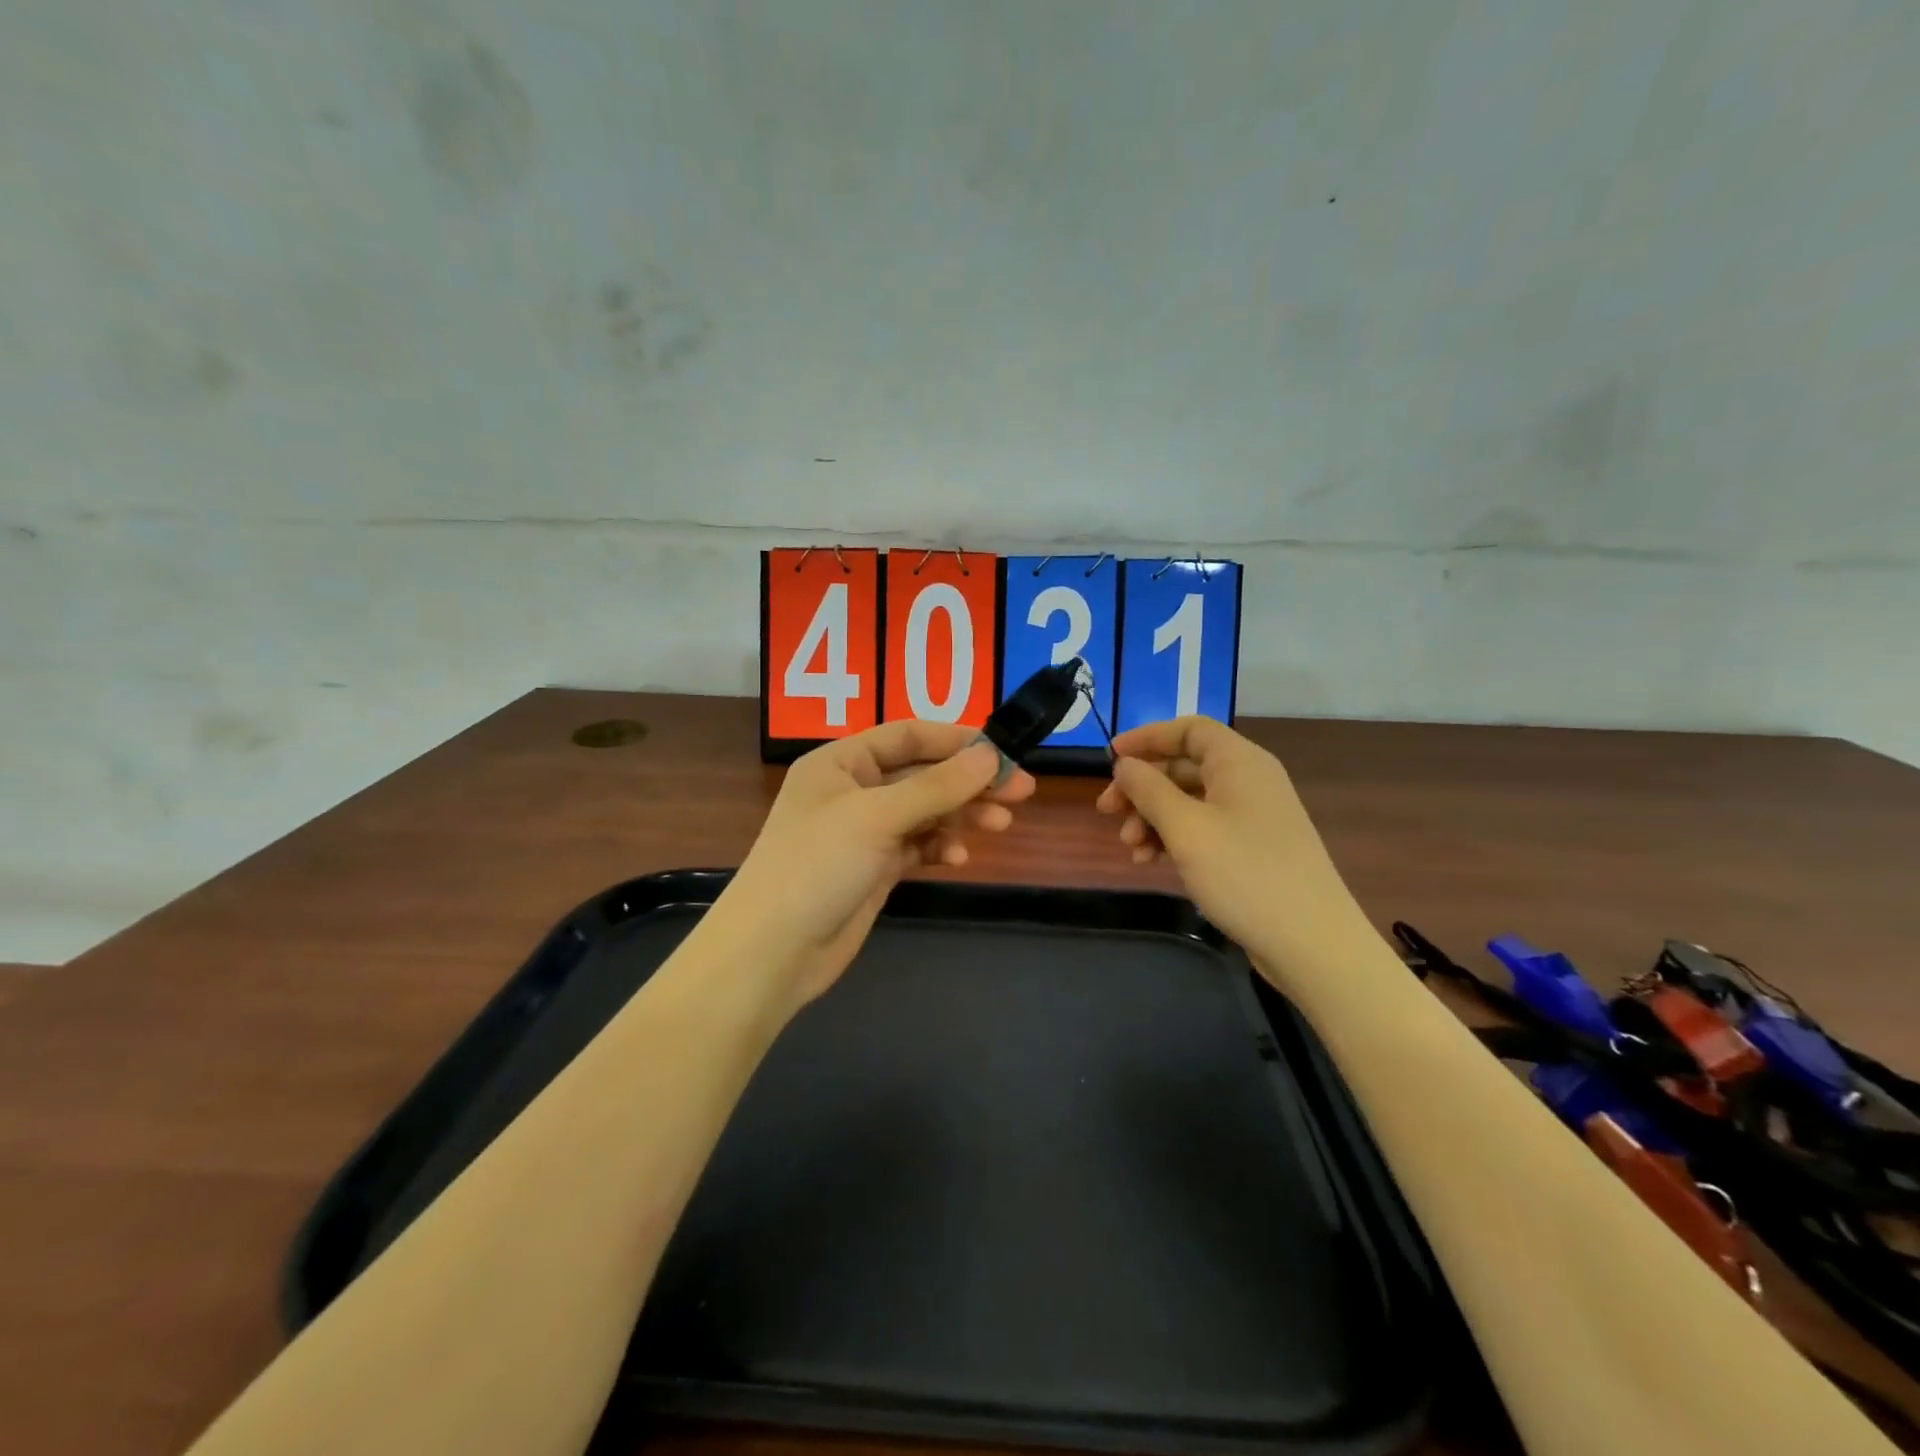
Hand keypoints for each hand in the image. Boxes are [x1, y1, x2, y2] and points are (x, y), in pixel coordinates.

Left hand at [715, 721, 1035, 1011]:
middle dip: (969, 782)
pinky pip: (917, 846)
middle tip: (1021, 791)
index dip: (956, 740)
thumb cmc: (816, 867)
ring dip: (961, 815)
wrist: (772, 953)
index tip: (1003, 752)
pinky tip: (958, 858)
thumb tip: (990, 755)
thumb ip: (936, 787)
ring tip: (1001, 825)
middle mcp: (852, 790)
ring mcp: (863, 831)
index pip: (907, 735)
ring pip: (924, 811)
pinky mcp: (873, 868)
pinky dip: (939, 847)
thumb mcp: (877, 817)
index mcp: (840, 762)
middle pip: (922, 774)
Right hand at [1095, 716, 1356, 970]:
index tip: (1110, 758)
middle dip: (1142, 787)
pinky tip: (1152, 862)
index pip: (1188, 729)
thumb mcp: (1186, 829)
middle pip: (1183, 766)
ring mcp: (1252, 816)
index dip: (1147, 737)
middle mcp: (1248, 780)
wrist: (1312, 944)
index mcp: (1239, 762)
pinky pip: (1203, 827)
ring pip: (1189, 800)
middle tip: (1106, 812)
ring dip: (1152, 818)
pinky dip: (1173, 838)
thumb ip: (1149, 790)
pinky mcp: (1252, 848)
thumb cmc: (1245, 875)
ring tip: (1130, 849)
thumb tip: (1125, 764)